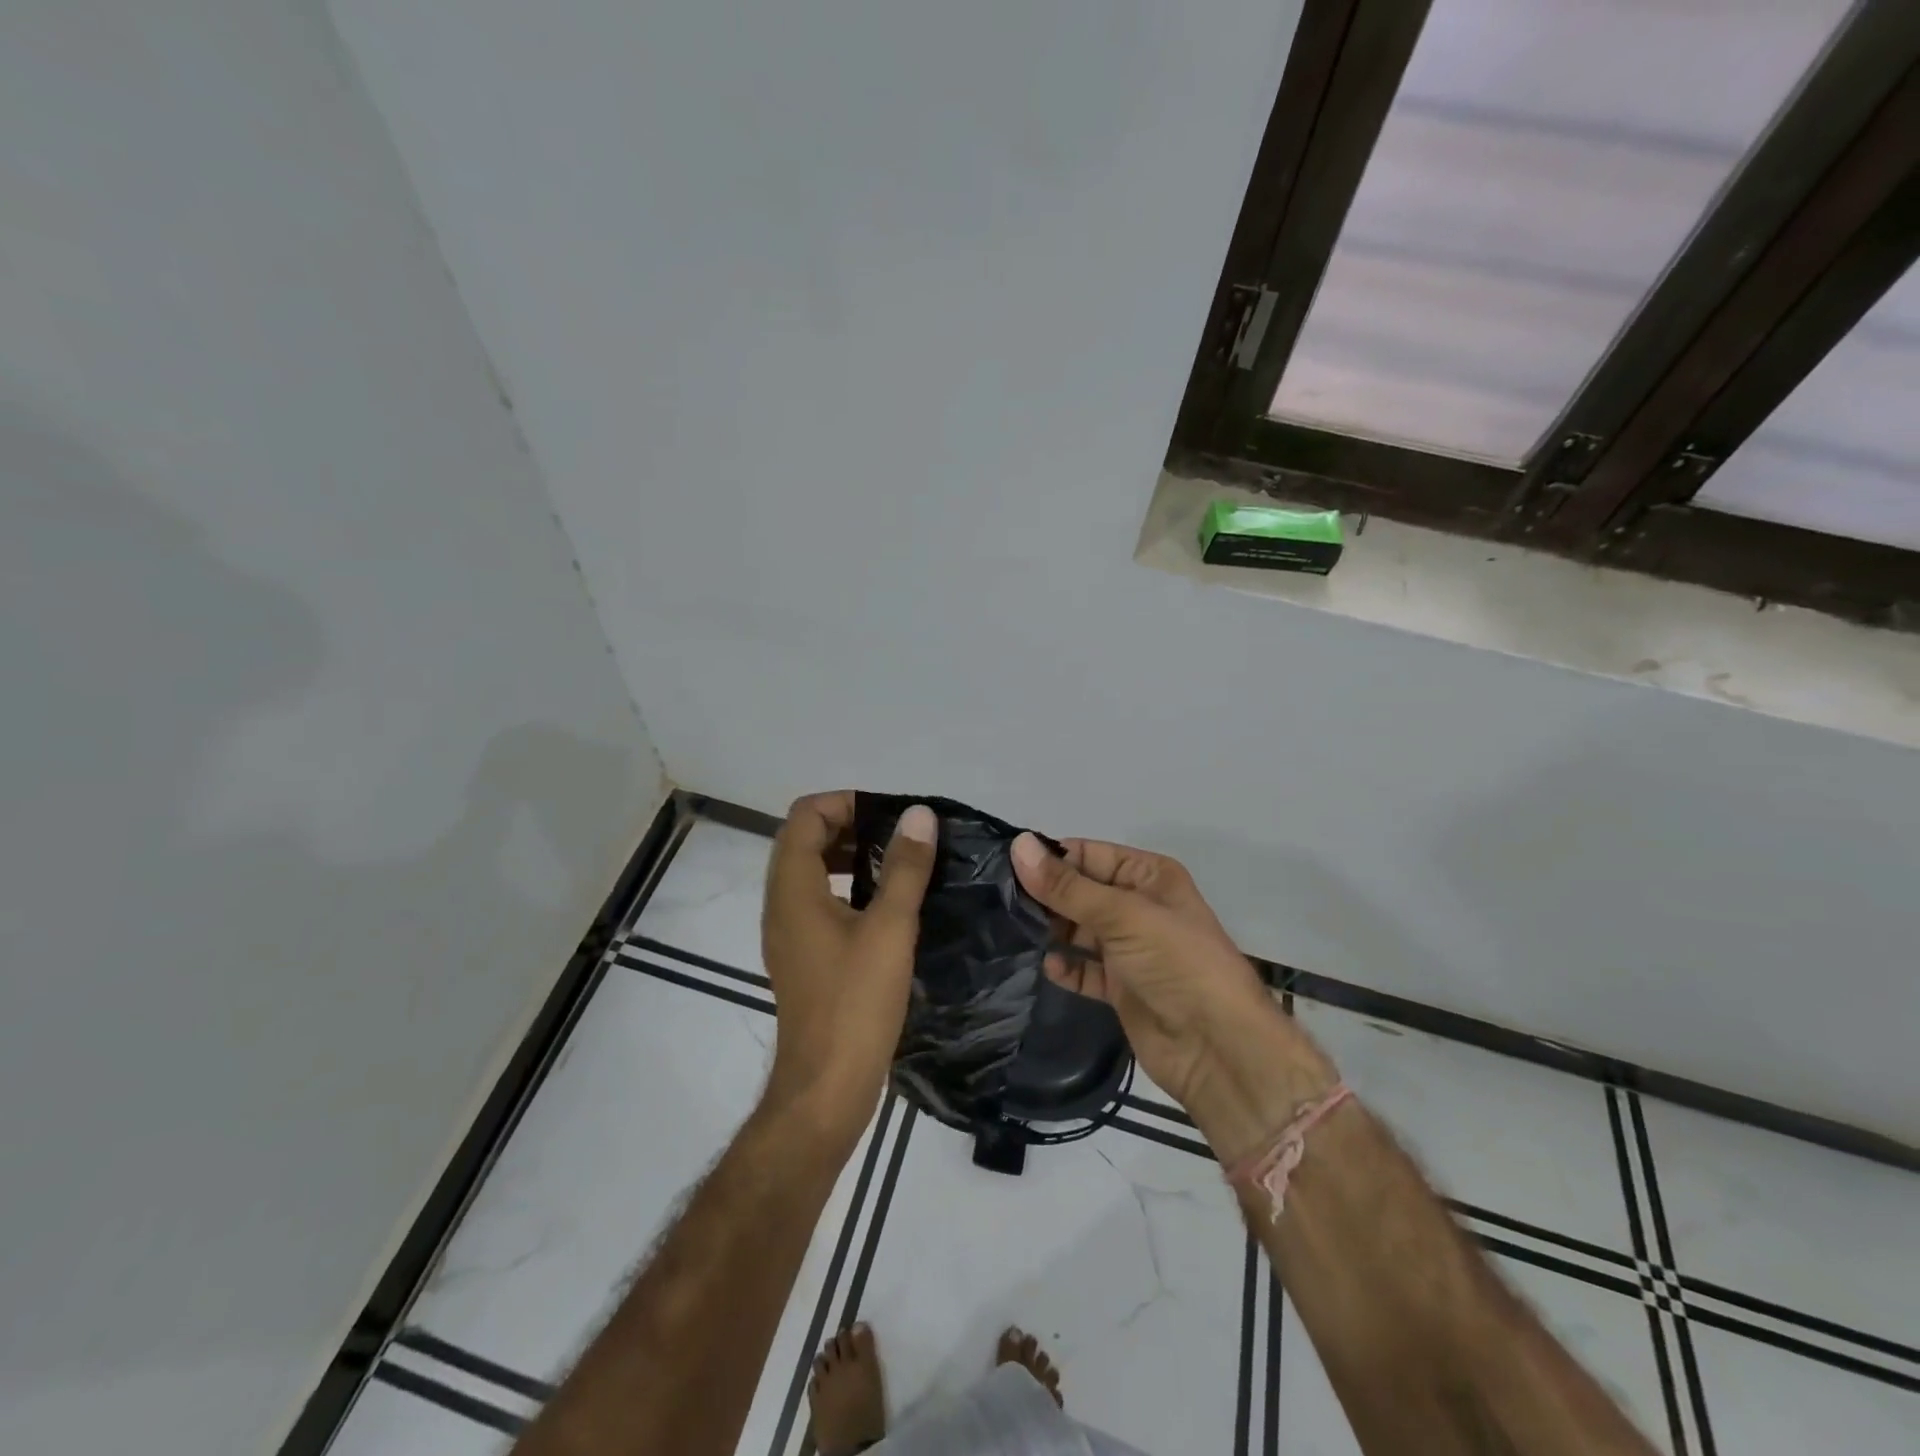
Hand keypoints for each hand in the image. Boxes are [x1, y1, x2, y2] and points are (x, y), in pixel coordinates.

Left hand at [761, 793, 937, 1143]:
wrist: (826, 1087)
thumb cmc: (856, 1003)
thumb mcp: (890, 928)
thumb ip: (905, 868)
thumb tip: (919, 815)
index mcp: (793, 889)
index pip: (805, 816)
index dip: (845, 802)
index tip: (890, 814)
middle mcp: (781, 904)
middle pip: (805, 840)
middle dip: (851, 825)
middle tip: (900, 834)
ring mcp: (788, 933)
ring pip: (812, 872)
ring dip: (851, 856)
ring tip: (899, 863)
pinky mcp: (802, 957)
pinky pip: (819, 902)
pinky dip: (849, 887)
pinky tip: (887, 906)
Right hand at [1011, 834, 1318, 1119]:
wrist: (1218, 1048)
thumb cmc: (1176, 963)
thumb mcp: (1122, 915)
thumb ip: (1067, 886)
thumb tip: (1018, 846)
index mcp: (1148, 876)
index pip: (1089, 854)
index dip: (1051, 858)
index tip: (1003, 865)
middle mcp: (1138, 907)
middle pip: (1081, 891)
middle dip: (1046, 895)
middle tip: (997, 900)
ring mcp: (1130, 949)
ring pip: (1079, 929)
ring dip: (1051, 929)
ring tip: (1010, 929)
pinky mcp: (1121, 987)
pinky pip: (1084, 968)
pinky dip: (1065, 967)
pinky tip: (1045, 965)